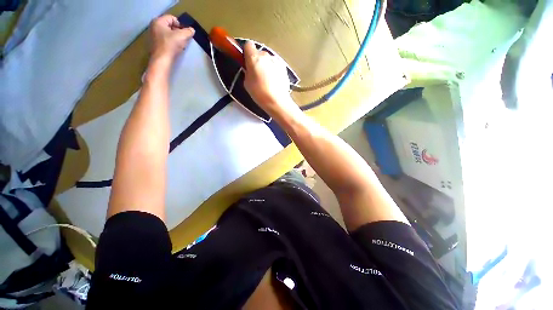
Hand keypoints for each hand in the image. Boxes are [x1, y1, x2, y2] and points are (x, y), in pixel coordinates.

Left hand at [150, 15, 194, 61]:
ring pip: (168, 33)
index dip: (180, 25)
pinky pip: (165, 40)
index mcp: (159, 21)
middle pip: (170, 26)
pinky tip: (175, 48)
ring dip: (176, 38)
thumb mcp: (182, 36)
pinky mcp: (156, 44)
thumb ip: (188, 31)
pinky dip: (171, 42)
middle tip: (184, 39)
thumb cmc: (170, 45)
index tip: (185, 33)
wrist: (162, 60)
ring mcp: (154, 35)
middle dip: (178, 32)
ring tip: (180, 45)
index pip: (172, 18)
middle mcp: (154, 26)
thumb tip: (192, 30)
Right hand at [243, 41, 299, 117]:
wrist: (277, 101)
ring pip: (269, 59)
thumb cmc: (259, 93)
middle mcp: (266, 55)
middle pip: (259, 53)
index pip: (248, 45)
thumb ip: (248, 71)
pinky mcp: (284, 67)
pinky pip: (276, 65)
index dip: (247, 53)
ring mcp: (276, 61)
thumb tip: (250, 69)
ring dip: (267, 66)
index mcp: (254, 58)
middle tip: (257, 74)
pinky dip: (274, 70)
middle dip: (257, 61)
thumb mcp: (247, 83)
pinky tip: (274, 81)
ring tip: (267, 80)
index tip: (247, 61)